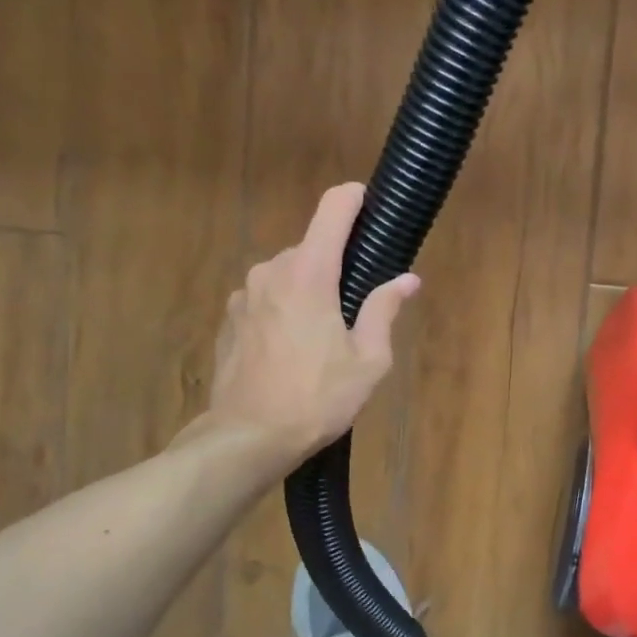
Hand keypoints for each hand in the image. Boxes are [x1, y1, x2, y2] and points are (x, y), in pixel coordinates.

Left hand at [205, 183, 420, 471]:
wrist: (248, 437)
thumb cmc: (317, 398)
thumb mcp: (368, 360)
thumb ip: (384, 310)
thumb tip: (407, 279)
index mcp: (309, 274)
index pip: (332, 209)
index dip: (354, 199)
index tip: (371, 205)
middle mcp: (271, 271)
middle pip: (312, 249)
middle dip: (335, 268)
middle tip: (356, 311)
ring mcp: (244, 294)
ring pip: (287, 276)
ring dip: (308, 292)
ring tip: (322, 339)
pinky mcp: (229, 318)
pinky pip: (266, 299)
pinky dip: (283, 310)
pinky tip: (291, 352)